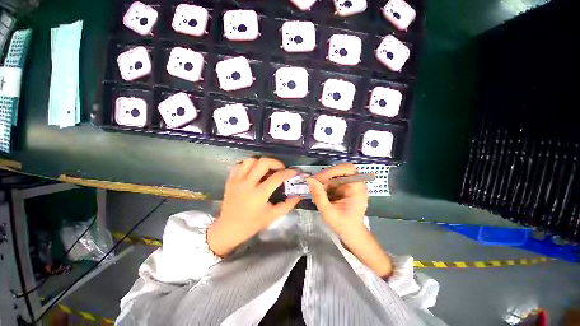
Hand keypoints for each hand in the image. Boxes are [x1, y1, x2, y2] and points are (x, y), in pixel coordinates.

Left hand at [207, 157, 299, 256]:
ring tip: (267, 169)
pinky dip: (249, 164)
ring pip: (251, 160)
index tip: (294, 171)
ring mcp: (237, 180)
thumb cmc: (251, 224)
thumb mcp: (272, 216)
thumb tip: (298, 196)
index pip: (277, 177)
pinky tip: (254, 171)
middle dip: (276, 162)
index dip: (288, 172)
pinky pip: (240, 165)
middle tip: (281, 168)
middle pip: (263, 163)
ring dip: (262, 162)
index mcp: (259, 194)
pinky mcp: (230, 180)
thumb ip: (287, 205)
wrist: (228, 229)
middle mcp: (247, 184)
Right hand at [306, 163, 367, 236]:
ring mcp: (350, 186)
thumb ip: (319, 195)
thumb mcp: (328, 211)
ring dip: (324, 182)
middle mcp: (355, 184)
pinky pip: (333, 182)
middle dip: (325, 176)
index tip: (320, 178)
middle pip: (339, 171)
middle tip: (314, 183)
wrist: (352, 234)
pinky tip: (320, 194)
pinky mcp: (345, 189)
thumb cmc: (343, 225)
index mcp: (357, 188)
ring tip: (316, 192)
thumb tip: (310, 179)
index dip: (333, 170)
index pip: (347, 169)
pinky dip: (325, 186)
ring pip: (334, 176)